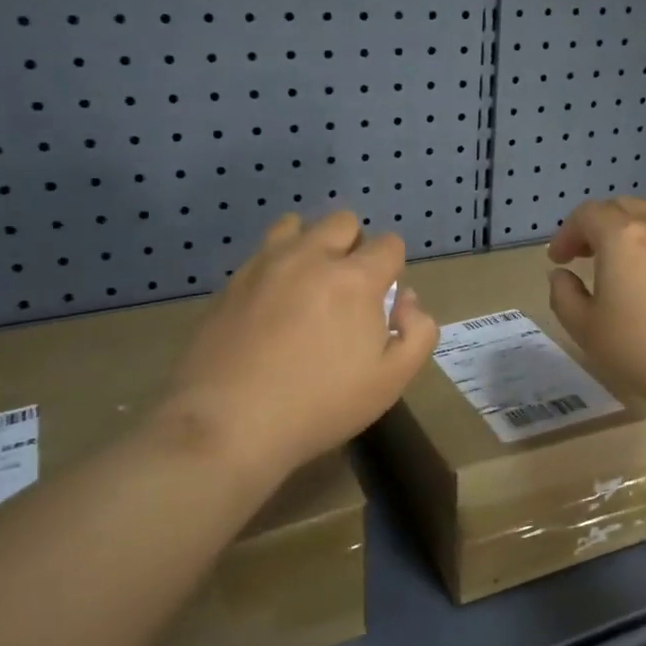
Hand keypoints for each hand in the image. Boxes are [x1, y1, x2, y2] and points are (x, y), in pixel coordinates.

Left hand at [157, 211, 437, 482]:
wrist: (228, 424)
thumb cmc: (320, 404)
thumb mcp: (391, 380)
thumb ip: (417, 332)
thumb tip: (406, 300)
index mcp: (354, 278)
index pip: (389, 244)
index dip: (393, 269)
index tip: (383, 301)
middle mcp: (310, 257)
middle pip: (342, 221)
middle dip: (354, 246)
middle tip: (348, 290)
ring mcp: (265, 265)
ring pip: (295, 225)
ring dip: (311, 244)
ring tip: (307, 284)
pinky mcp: (231, 282)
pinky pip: (262, 253)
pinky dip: (276, 266)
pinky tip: (271, 305)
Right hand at [547, 197, 645, 410]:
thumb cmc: (641, 348)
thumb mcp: (585, 329)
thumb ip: (563, 295)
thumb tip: (562, 276)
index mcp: (622, 237)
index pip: (587, 214)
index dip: (566, 232)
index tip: (558, 260)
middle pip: (622, 207)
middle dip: (596, 225)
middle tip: (584, 254)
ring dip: (629, 232)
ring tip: (620, 264)